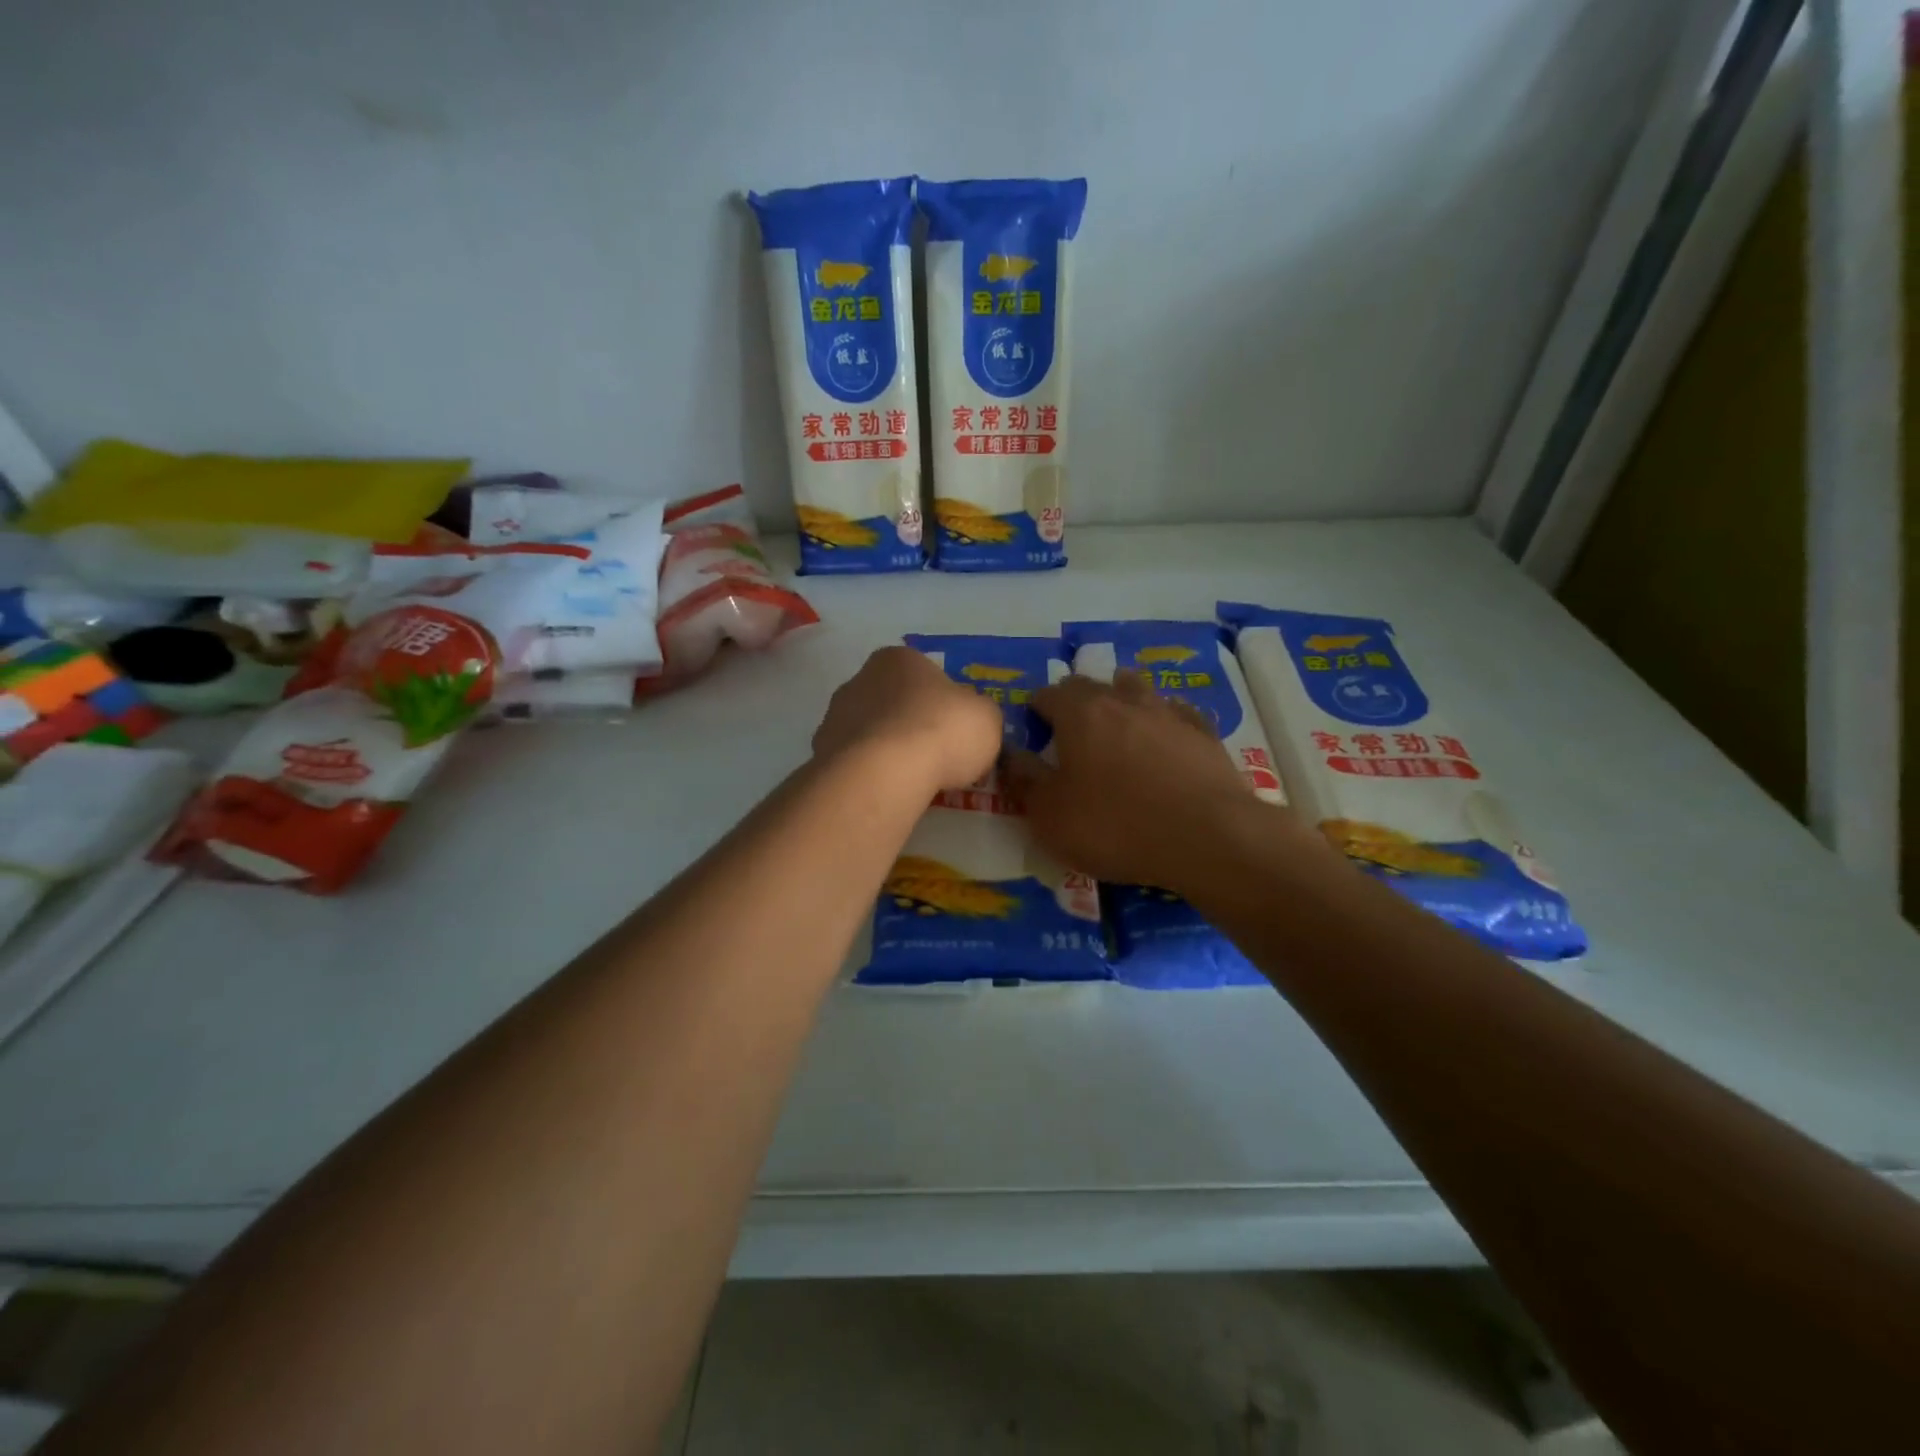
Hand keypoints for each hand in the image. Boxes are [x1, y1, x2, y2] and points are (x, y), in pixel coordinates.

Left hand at [812, 646, 1003, 794]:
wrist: (885, 771)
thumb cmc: (942, 730)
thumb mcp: (986, 717)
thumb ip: (978, 714)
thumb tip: (969, 721)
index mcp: (899, 659)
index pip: (924, 674)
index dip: (942, 702)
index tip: (953, 730)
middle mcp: (860, 678)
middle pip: (893, 701)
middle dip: (910, 724)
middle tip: (934, 756)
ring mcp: (835, 716)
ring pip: (869, 732)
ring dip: (886, 750)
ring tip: (910, 780)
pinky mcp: (821, 753)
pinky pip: (854, 762)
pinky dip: (869, 773)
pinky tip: (886, 790)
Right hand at [1007, 671, 1313, 892]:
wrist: (1208, 837)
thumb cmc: (1116, 826)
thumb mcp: (1050, 816)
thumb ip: (1024, 780)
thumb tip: (1009, 753)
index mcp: (1079, 713)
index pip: (1047, 694)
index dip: (1035, 709)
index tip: (1033, 731)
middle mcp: (1123, 700)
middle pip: (1091, 685)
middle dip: (1075, 702)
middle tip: (1069, 732)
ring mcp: (1168, 712)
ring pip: (1136, 690)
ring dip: (1120, 701)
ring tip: (1116, 726)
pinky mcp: (1204, 733)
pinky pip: (1176, 714)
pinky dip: (1162, 721)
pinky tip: (1164, 739)